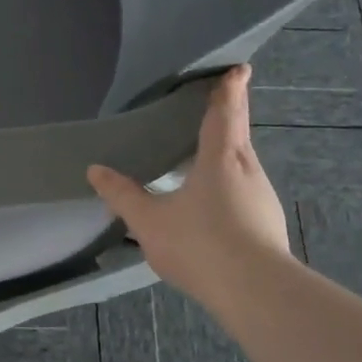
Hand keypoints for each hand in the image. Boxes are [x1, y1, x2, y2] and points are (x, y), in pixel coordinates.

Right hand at [87, 66, 292, 307]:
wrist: (255, 292)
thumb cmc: (200, 244)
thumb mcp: (149, 221)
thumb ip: (123, 195)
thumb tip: (95, 170)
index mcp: (221, 158)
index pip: (226, 111)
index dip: (230, 88)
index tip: (238, 69)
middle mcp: (247, 169)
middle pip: (238, 133)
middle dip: (229, 115)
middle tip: (216, 102)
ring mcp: (262, 198)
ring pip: (242, 165)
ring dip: (226, 154)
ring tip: (203, 154)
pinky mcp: (266, 223)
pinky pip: (244, 191)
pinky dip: (229, 184)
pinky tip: (212, 204)